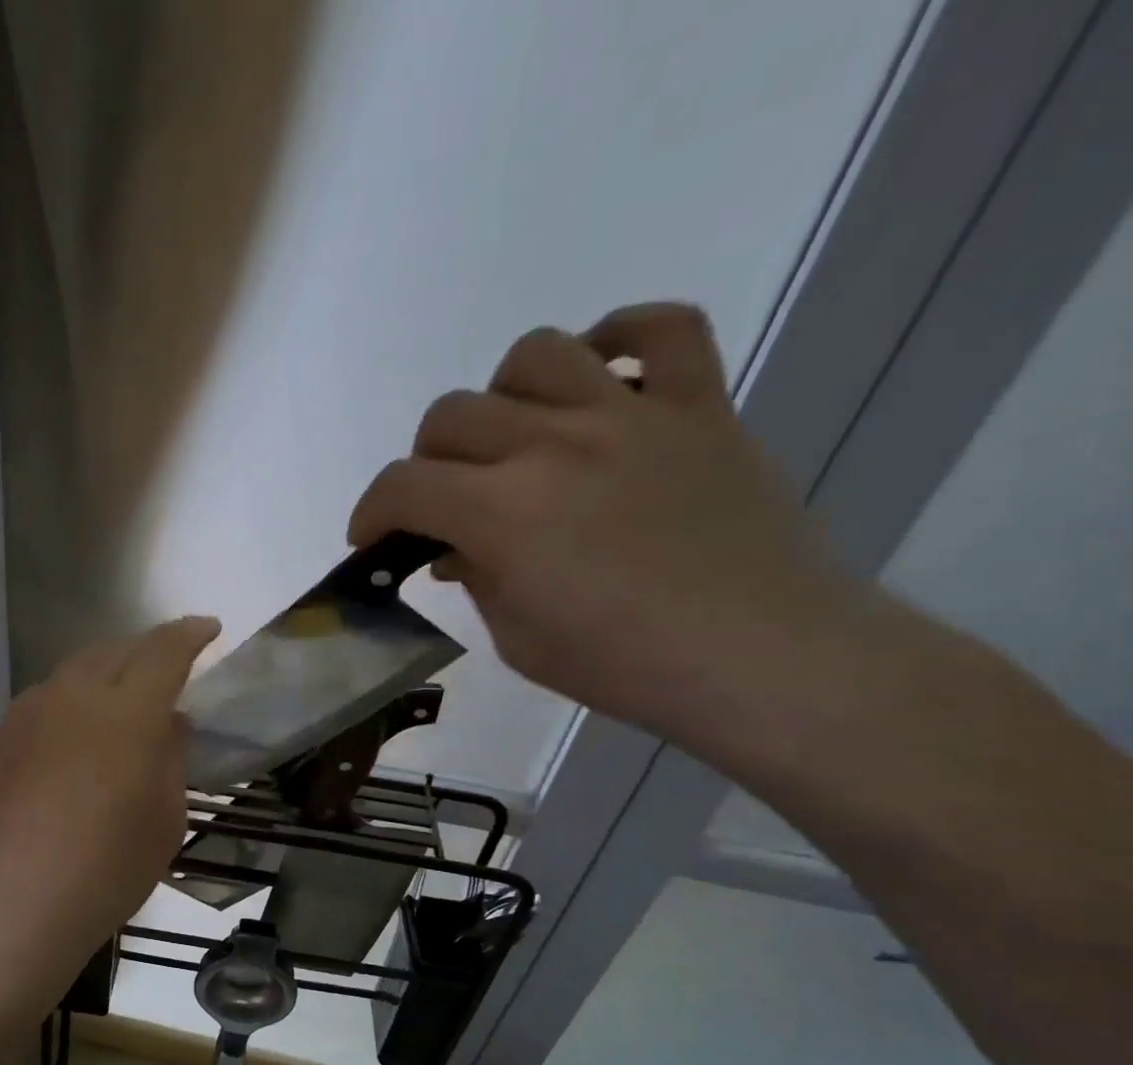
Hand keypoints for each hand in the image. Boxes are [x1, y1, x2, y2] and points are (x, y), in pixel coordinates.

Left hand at [0, 617, 220, 997]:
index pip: (165, 651)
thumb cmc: (110, 866)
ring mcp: (32, 711)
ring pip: (77, 670)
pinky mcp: (3, 736)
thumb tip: (170, 723)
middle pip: (117, 650)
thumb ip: (172, 757)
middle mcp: (76, 694)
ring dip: (107, 670)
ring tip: (123, 693)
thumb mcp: (166, 816)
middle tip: (169, 662)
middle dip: (149, 648)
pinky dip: (73, 699)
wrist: (17, 900)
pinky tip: (78, 731)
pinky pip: (47, 699)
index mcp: (129, 710)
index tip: (209, 628)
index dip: (190, 634)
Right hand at [348, 302, 860, 741]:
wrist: (762, 658)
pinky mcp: (698, 406)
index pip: (403, 485)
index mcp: (502, 511)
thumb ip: (476, 579)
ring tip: (514, 439)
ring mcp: (630, 415)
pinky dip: (620, 338)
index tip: (371, 540)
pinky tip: (601, 378)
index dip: (371, 512)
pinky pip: (661, 329)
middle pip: (453, 414)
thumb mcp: (519, 639)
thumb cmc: (625, 666)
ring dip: (503, 396)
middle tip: (443, 504)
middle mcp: (554, 443)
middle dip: (426, 463)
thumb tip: (456, 548)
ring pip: (536, 354)